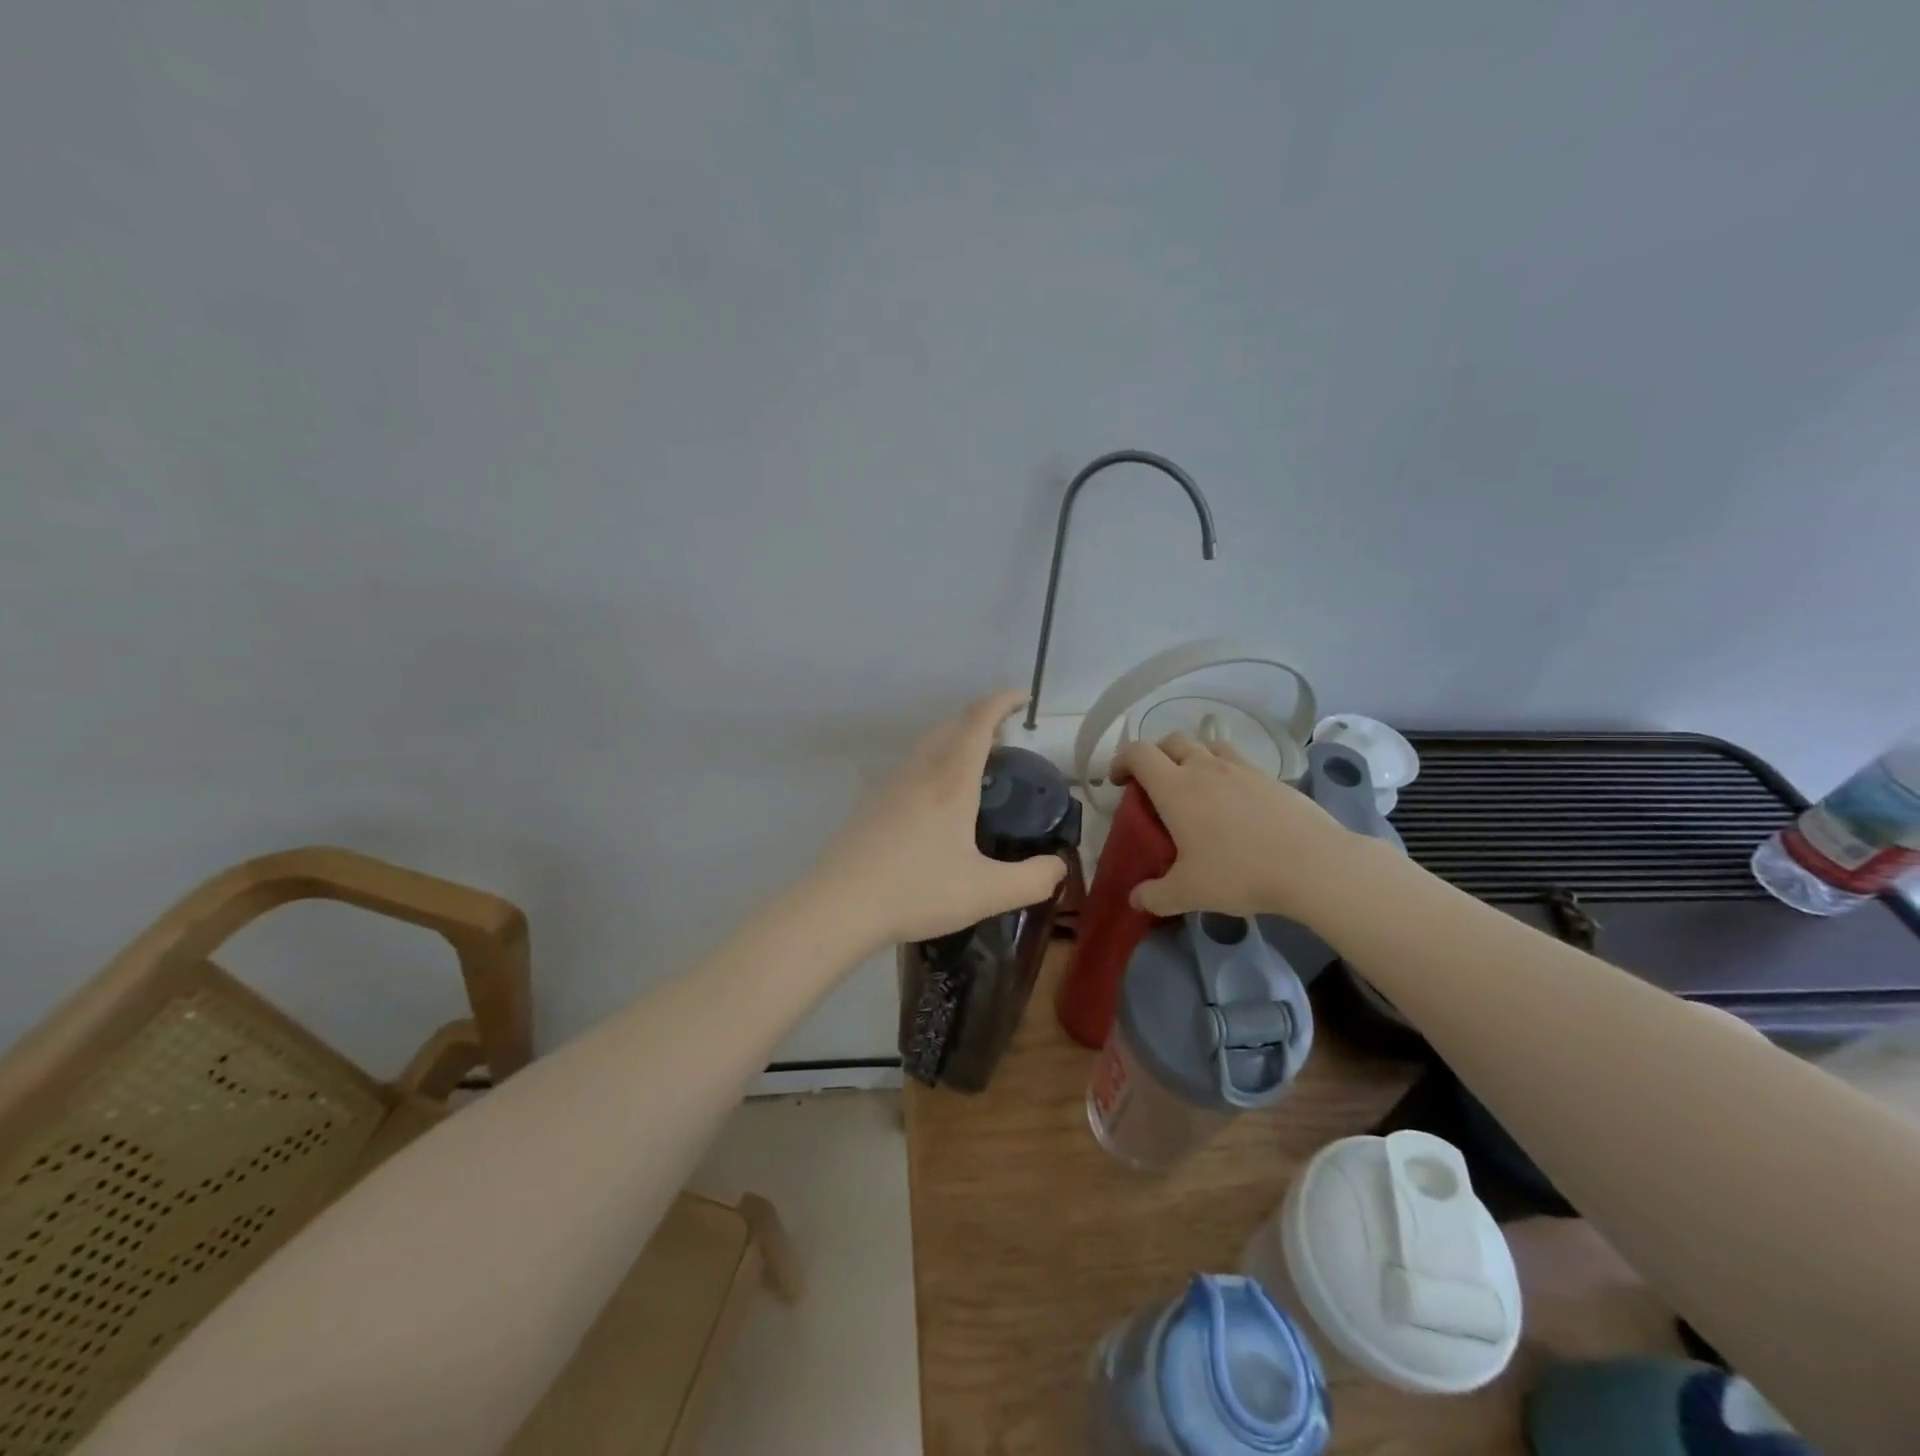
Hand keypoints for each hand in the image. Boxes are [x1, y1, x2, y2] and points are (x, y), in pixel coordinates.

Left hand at [819, 691, 1067, 946]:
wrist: (839, 906)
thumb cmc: (916, 892)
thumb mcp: (986, 893)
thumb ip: (1032, 880)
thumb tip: (1058, 867)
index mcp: (950, 783)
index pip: (978, 723)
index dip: (1002, 702)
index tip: (1023, 697)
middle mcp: (919, 774)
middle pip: (950, 727)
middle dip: (979, 720)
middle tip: (1003, 738)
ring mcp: (889, 788)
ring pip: (926, 747)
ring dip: (953, 741)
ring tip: (974, 767)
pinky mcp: (870, 806)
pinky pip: (909, 769)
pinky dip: (932, 765)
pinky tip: (934, 803)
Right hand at [1111, 733, 1359, 920]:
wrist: (1313, 865)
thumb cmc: (1240, 873)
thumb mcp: (1188, 892)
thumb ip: (1154, 896)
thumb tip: (1135, 899)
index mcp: (1176, 788)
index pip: (1138, 753)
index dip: (1122, 761)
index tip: (1118, 782)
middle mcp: (1205, 768)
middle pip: (1172, 740)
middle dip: (1156, 756)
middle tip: (1154, 785)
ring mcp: (1241, 768)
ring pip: (1207, 745)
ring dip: (1193, 757)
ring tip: (1195, 786)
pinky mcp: (1270, 777)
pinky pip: (1238, 761)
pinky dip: (1225, 770)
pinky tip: (1234, 802)